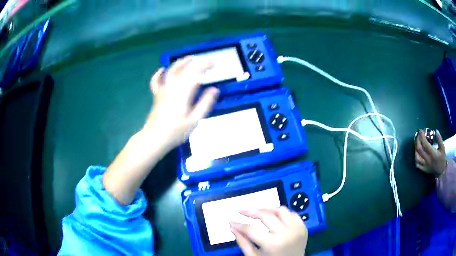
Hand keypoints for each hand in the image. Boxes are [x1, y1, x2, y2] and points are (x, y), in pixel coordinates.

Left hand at [145, 56, 218, 151]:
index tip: (213, 64)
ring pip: (170, 71)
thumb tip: (214, 90)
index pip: (195, 73)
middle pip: (183, 69)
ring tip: (188, 59)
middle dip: (195, 62)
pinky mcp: (157, 96)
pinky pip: (155, 81)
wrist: (155, 139)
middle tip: (204, 61)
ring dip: (180, 63)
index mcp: (183, 93)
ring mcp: (163, 91)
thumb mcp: (194, 121)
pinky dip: (158, 74)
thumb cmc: (175, 132)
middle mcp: (172, 88)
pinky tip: (161, 70)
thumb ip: (205, 104)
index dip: (205, 66)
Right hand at [230, 207, 307, 255]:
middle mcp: (286, 234)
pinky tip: (275, 216)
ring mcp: (297, 229)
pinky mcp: (303, 227)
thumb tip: (232, 228)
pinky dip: (283, 213)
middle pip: (266, 216)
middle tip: (242, 211)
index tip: (231, 221)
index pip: (251, 229)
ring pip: (281, 210)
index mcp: (272, 244)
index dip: (238, 224)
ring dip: (268, 210)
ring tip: (259, 212)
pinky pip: (292, 214)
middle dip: (251, 212)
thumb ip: (243, 242)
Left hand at [415, 129, 446, 176]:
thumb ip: (439, 139)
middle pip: (419, 149)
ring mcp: (424, 165)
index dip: (422, 136)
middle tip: (418, 135)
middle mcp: (427, 159)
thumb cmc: (442, 159)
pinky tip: (417, 153)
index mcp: (432, 154)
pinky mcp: (423, 170)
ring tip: (416, 142)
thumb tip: (436, 131)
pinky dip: (416, 158)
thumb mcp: (442, 148)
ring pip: (417, 157)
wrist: (441, 172)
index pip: (425, 144)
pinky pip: (417, 164)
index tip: (421, 131)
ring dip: (415, 149)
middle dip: (417, 140)